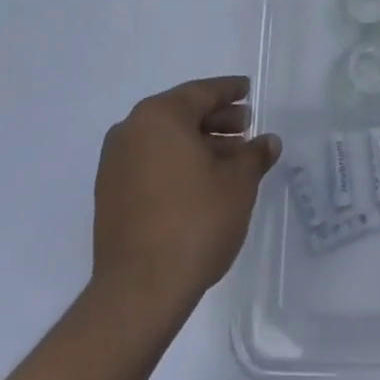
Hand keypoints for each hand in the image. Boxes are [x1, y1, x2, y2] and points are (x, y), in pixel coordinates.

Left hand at [92, 76, 280, 317]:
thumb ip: (255, 155)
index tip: (247, 89)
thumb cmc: (195, 221)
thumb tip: (268, 142)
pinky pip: (151, 164)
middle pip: (181, 115)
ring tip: (231, 159)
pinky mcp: (110, 196)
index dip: (229, 91)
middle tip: (246, 127)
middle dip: (216, 120)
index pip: (201, 93)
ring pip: (165, 142)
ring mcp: (115, 165)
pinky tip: (203, 182)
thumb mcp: (238, 183)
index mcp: (159, 116)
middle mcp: (131, 131)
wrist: (139, 290)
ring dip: (198, 145)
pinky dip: (177, 165)